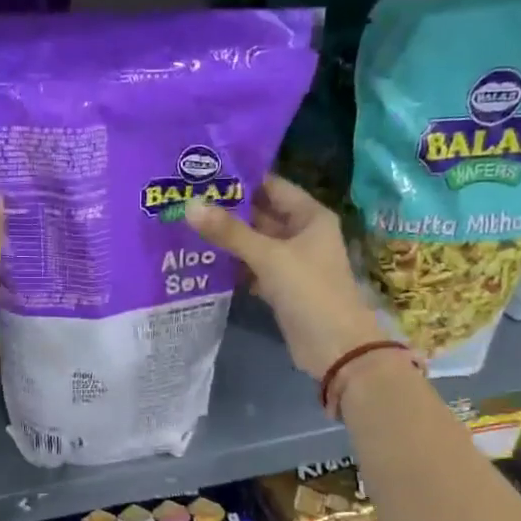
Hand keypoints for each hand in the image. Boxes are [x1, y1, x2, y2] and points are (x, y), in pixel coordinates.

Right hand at [187, 174, 391, 380]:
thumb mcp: (269, 256)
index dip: (241, 179)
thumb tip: (190, 205)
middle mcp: (302, 234)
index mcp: (310, 216)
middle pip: (260, 214)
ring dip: (226, 238)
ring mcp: (291, 262)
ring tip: (186, 224)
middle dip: (227, 209)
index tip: (203, 173)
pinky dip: (232, 264)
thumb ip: (229, 232)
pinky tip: (202, 259)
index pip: (272, 186)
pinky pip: (252, 267)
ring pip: (253, 242)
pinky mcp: (280, 287)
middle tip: (186, 198)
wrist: (335, 347)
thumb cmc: (309, 290)